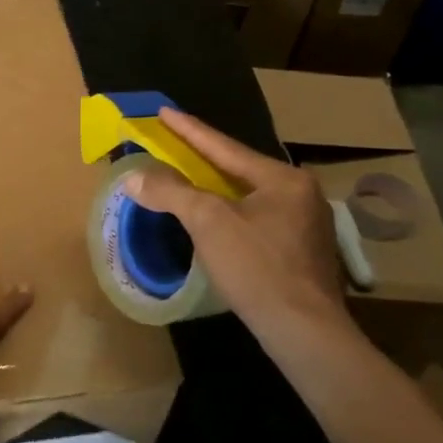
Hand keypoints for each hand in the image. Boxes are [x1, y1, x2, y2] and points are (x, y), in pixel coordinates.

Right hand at [121, 108, 349, 341]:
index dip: (189, 130)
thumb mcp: (208, 223)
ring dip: (218, 189)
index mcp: (283, 179)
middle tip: (175, 145)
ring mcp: (307, 225)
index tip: (164, 111)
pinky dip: (232, 214)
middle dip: (205, 159)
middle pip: (240, 170)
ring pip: (251, 197)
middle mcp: (301, 194)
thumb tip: (135, 177)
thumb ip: (172, 193)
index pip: (225, 147)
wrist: (304, 331)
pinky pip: (259, 220)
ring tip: (191, 180)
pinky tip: (218, 221)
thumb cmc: (257, 268)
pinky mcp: (304, 253)